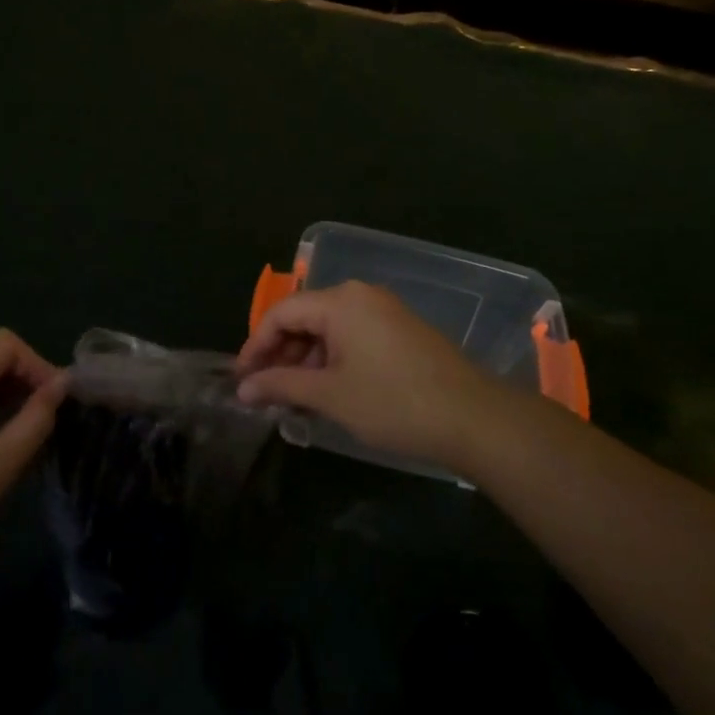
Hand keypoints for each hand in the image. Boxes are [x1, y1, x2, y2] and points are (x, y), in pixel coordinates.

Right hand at [235, 281, 520, 475]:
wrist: (474, 418)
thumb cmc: (393, 403)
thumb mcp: (330, 395)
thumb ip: (281, 385)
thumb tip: (243, 388)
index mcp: (340, 301)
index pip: (281, 313)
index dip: (255, 346)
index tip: (241, 380)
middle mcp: (360, 295)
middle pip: (304, 318)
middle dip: (280, 355)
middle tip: (265, 393)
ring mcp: (384, 311)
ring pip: (328, 330)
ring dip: (306, 362)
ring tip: (294, 400)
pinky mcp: (401, 330)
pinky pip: (352, 337)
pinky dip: (332, 361)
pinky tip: (327, 392)